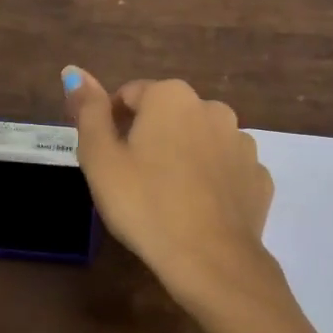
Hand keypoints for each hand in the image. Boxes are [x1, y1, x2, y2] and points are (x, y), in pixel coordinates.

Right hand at [61, 68, 273, 308]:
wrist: (210, 260)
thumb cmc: (144, 204)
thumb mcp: (100, 159)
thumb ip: (88, 111)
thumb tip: (74, 71)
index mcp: (170, 97)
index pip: (129, 94)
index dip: (111, 122)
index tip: (105, 156)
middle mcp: (212, 108)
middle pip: (168, 115)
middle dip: (149, 136)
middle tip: (131, 178)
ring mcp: (242, 143)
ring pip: (200, 140)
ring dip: (182, 155)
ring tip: (165, 196)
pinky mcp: (258, 177)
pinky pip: (225, 169)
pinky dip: (210, 180)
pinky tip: (197, 208)